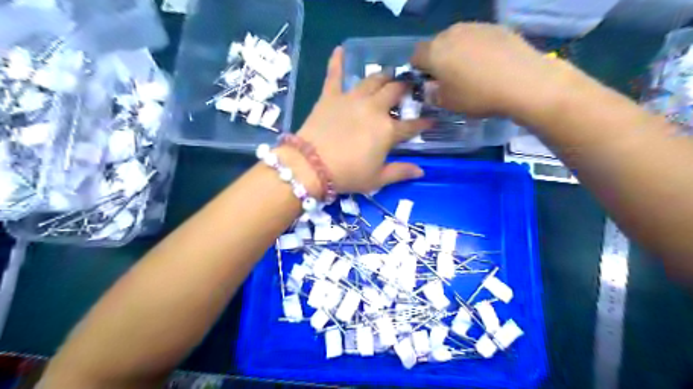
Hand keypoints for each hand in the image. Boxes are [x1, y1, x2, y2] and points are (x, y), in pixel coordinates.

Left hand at [297, 46, 430, 193]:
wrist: (311, 166)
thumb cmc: (347, 175)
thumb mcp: (376, 179)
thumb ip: (400, 172)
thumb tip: (421, 171)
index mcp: (388, 130)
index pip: (412, 125)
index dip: (423, 123)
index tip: (431, 120)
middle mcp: (374, 109)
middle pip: (394, 92)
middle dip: (405, 88)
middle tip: (407, 88)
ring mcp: (352, 99)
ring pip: (372, 80)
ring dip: (383, 76)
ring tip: (388, 75)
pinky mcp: (331, 96)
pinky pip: (334, 75)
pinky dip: (336, 61)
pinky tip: (339, 49)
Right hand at [413, 23, 570, 118]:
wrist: (523, 81)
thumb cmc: (477, 95)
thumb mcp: (448, 103)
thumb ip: (432, 94)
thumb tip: (430, 88)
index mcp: (434, 52)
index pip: (415, 55)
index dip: (418, 69)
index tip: (428, 82)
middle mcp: (451, 33)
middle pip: (436, 44)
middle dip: (438, 59)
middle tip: (449, 78)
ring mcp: (475, 26)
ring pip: (457, 39)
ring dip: (457, 52)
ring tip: (471, 71)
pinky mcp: (496, 27)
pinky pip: (477, 38)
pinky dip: (477, 49)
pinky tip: (489, 64)